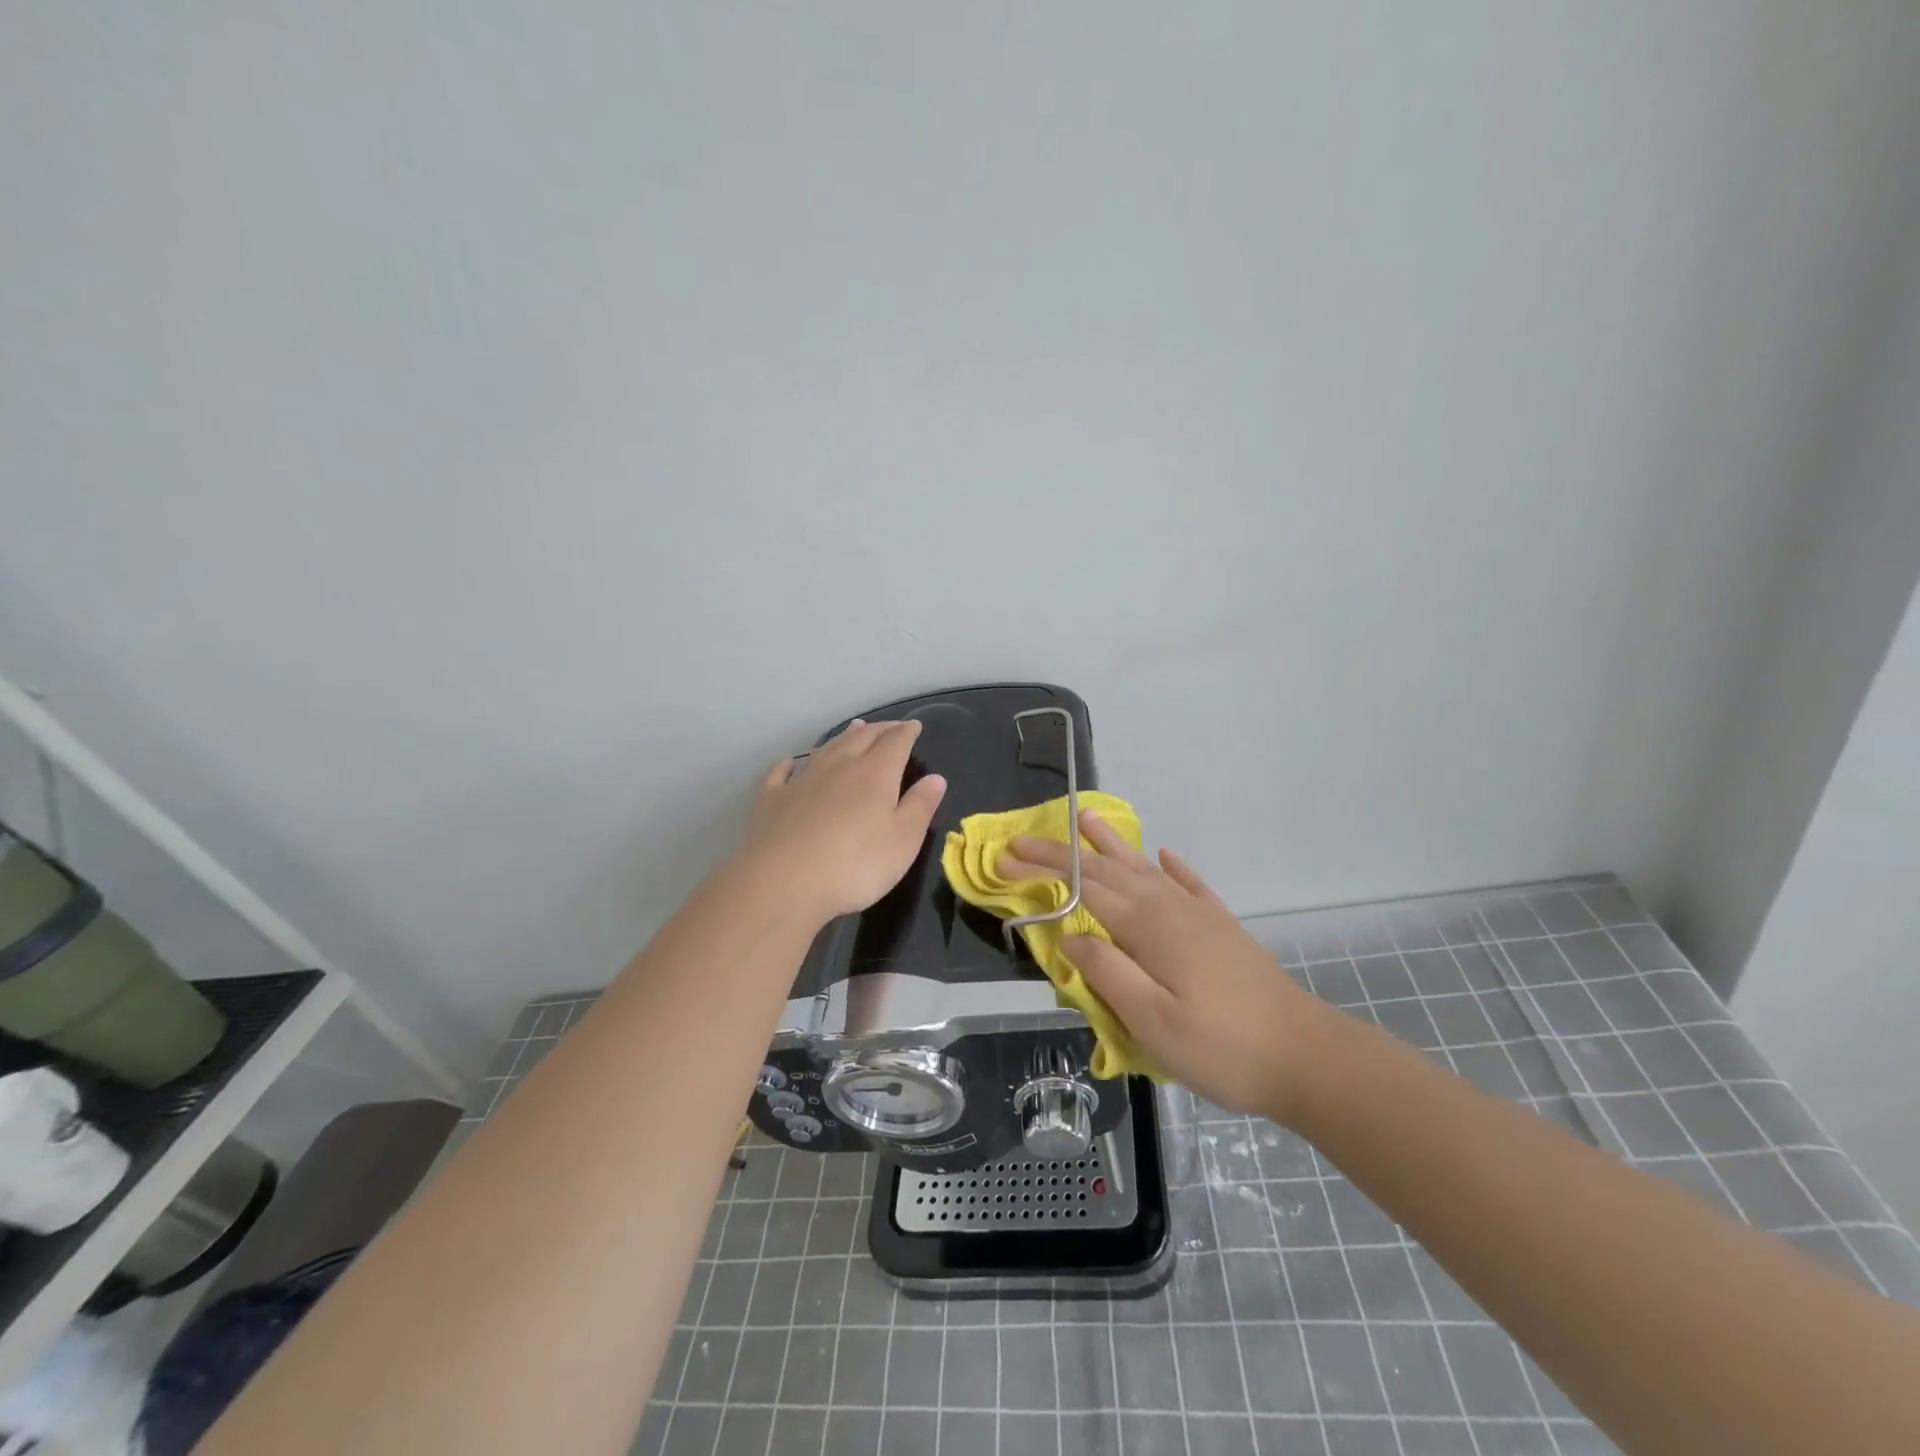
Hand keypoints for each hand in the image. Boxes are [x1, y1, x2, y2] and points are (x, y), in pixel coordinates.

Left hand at [742, 719, 947, 926]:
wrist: (783, 883)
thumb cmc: (855, 865)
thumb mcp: (903, 841)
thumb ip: (920, 806)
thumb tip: (936, 778)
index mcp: (875, 774)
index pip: (895, 742)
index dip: (907, 732)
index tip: (915, 726)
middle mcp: (838, 767)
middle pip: (861, 738)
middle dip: (879, 730)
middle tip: (890, 726)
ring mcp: (802, 780)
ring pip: (826, 749)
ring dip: (843, 737)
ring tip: (854, 729)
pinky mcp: (772, 800)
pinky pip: (782, 772)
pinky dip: (789, 763)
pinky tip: (790, 762)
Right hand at [999, 810, 1346, 1125]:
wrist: (1305, 1056)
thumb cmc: (1222, 1047)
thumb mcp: (1153, 1023)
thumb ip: (1107, 973)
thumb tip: (1069, 935)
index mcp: (1146, 927)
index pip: (1081, 888)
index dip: (1041, 872)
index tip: (1004, 860)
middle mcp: (1168, 907)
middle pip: (1105, 871)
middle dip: (1060, 854)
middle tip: (1022, 841)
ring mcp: (1198, 914)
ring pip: (1144, 868)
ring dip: (1112, 844)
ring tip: (1086, 817)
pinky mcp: (1221, 927)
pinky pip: (1189, 884)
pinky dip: (1172, 867)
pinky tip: (1164, 856)